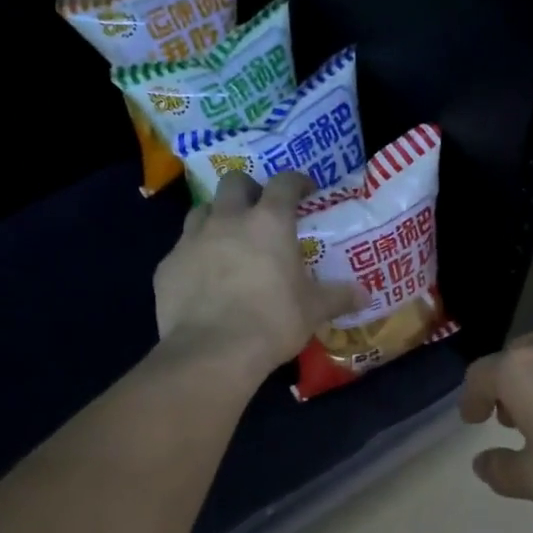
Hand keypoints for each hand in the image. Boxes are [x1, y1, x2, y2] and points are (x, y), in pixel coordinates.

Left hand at [154, 171, 362, 379]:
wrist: (212, 351)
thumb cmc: (272, 322)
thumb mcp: (313, 311)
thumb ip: (338, 297)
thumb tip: (365, 295)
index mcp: (269, 222)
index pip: (284, 183)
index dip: (296, 182)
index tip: (304, 191)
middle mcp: (228, 220)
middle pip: (234, 182)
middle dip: (248, 190)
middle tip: (259, 211)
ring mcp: (191, 240)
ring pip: (201, 210)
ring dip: (215, 217)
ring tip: (226, 240)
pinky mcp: (167, 265)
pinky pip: (180, 249)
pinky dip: (193, 256)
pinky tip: (201, 278)